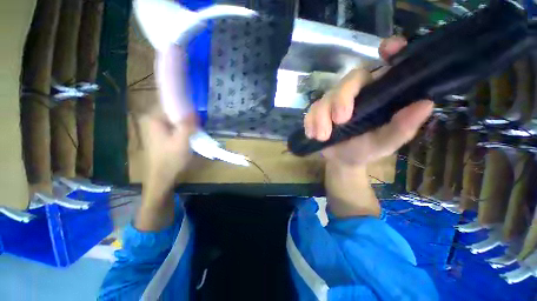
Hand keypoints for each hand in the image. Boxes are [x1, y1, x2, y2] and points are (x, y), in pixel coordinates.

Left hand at [141, 113, 195, 188]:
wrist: (162, 176)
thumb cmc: (171, 158)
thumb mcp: (182, 140)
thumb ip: (188, 124)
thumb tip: (194, 111)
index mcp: (153, 119)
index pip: (171, 104)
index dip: (185, 108)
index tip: (196, 116)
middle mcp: (151, 120)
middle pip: (173, 112)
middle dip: (186, 117)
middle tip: (197, 125)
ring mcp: (154, 127)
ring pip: (174, 119)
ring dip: (185, 123)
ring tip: (195, 130)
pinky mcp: (159, 134)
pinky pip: (173, 126)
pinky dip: (182, 129)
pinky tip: (188, 135)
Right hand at [304, 36, 433, 166]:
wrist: (342, 159)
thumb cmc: (366, 149)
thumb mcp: (385, 143)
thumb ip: (402, 128)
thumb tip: (425, 104)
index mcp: (380, 94)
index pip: (387, 66)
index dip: (390, 51)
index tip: (388, 49)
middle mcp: (358, 92)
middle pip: (348, 80)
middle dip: (341, 99)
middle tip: (340, 121)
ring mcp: (335, 100)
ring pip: (325, 97)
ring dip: (321, 117)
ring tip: (323, 137)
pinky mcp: (319, 110)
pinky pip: (311, 110)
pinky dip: (310, 122)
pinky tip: (313, 134)